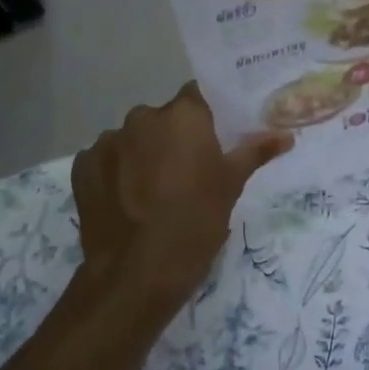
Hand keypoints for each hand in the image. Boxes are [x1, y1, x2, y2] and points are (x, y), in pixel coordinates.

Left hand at [72, 83, 291, 310]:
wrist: (136, 274)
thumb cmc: (196, 223)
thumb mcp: (231, 187)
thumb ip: (255, 152)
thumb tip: (286, 135)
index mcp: (182, 116)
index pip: (197, 95)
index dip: (206, 115)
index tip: (214, 138)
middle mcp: (141, 118)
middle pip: (163, 119)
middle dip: (173, 138)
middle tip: (187, 173)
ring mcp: (107, 142)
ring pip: (133, 140)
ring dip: (143, 155)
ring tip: (152, 193)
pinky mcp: (82, 167)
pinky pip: (107, 160)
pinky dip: (116, 173)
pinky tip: (126, 202)